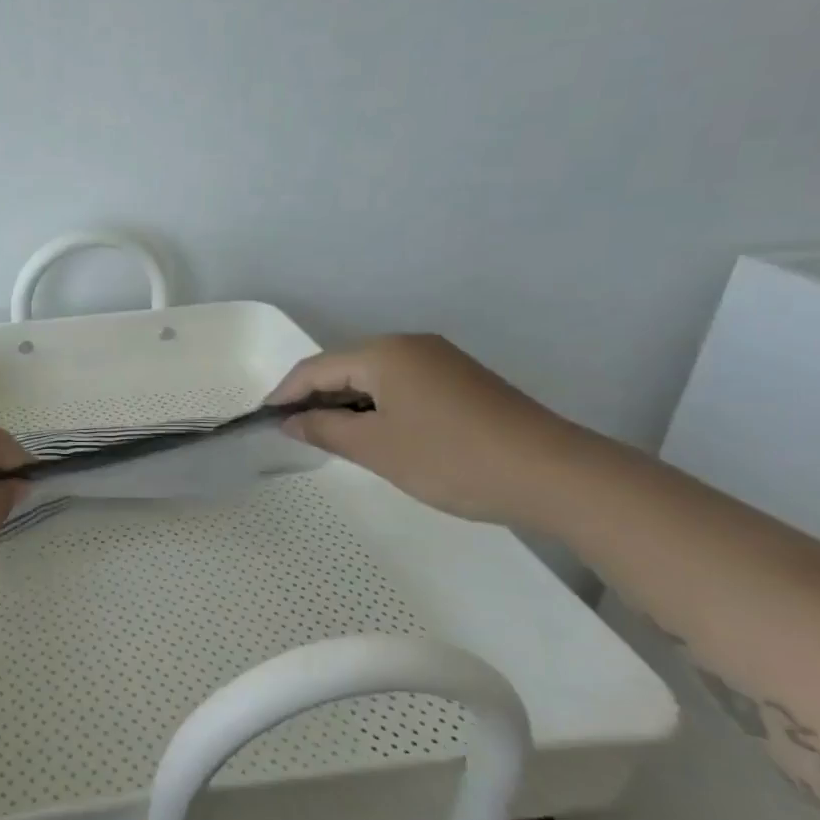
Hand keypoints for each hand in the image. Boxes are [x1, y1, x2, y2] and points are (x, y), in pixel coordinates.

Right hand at [268, 334, 587, 524]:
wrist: (555, 475)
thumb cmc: (451, 458)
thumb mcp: (376, 448)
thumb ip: (325, 429)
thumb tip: (291, 421)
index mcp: (384, 353)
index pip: (316, 367)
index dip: (285, 393)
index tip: (264, 420)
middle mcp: (410, 345)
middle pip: (345, 367)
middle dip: (315, 397)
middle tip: (295, 433)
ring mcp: (441, 361)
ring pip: (375, 377)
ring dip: (347, 404)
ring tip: (331, 437)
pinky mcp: (462, 381)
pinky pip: (402, 386)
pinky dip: (378, 406)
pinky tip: (378, 434)